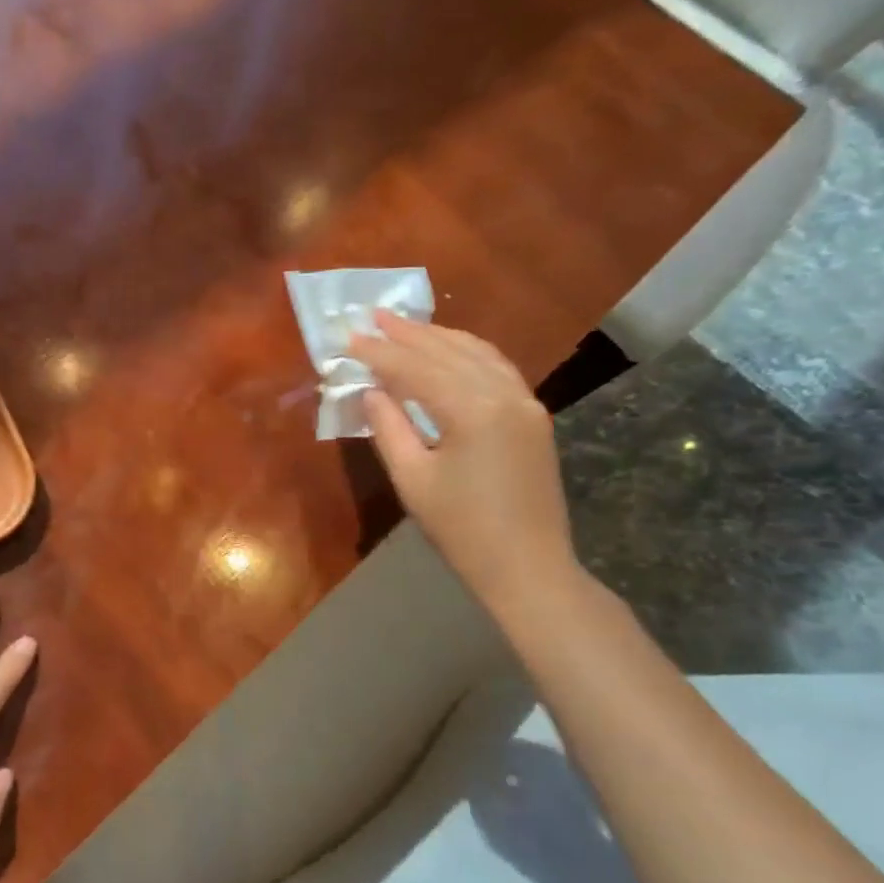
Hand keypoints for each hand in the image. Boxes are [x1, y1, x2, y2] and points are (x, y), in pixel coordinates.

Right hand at [351, 314, 578, 608]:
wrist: (528, 567)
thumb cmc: (462, 529)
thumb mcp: (413, 479)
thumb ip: (389, 427)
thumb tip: (371, 390)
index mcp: (472, 411)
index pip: (416, 368)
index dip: (380, 352)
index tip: (350, 336)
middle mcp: (505, 395)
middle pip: (448, 352)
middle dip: (409, 334)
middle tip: (375, 315)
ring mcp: (526, 403)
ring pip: (477, 354)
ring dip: (439, 337)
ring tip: (406, 324)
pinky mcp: (533, 416)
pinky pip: (497, 369)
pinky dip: (468, 352)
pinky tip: (451, 349)